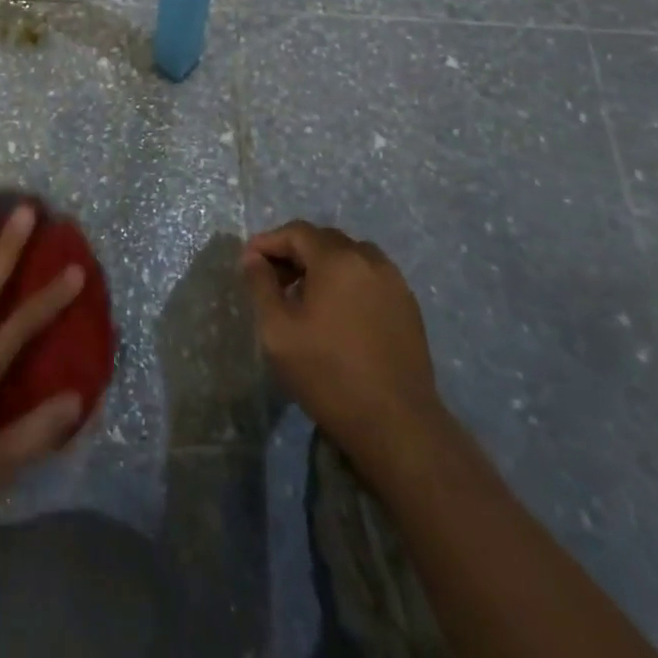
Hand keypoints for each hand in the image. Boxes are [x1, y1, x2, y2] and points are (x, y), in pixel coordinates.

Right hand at [241, 221, 441, 454]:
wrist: (397, 426)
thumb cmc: (328, 374)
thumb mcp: (278, 330)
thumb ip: (261, 285)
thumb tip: (253, 257)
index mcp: (338, 259)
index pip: (297, 232)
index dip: (269, 242)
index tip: (248, 262)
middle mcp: (369, 260)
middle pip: (324, 240)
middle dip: (294, 252)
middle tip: (273, 279)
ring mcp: (394, 282)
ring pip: (349, 256)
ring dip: (322, 265)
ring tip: (304, 296)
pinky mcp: (408, 306)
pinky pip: (369, 277)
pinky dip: (347, 281)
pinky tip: (336, 312)